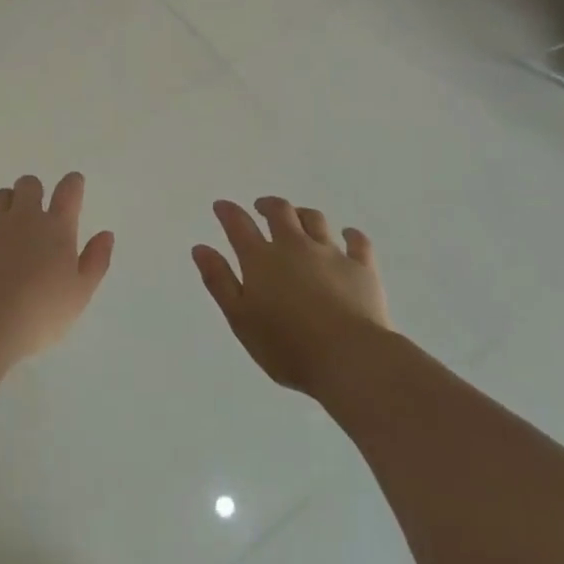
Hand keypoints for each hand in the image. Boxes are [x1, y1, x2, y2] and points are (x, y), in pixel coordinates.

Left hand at [0, 173, 114, 366]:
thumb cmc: (40, 314)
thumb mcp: (80, 294)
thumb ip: (96, 261)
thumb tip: (106, 234)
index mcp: (56, 229)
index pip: (68, 191)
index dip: (72, 183)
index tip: (74, 184)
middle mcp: (23, 218)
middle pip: (29, 184)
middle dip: (34, 191)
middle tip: (35, 211)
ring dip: (5, 203)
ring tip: (6, 223)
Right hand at [193, 196, 391, 396]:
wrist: (350, 358)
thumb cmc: (286, 346)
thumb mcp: (240, 319)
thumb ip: (219, 281)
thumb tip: (200, 248)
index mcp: (261, 259)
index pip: (239, 225)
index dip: (228, 212)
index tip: (221, 206)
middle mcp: (294, 247)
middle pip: (280, 212)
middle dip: (268, 205)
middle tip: (261, 207)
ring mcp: (331, 254)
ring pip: (315, 220)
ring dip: (303, 214)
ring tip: (298, 217)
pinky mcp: (362, 268)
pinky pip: (357, 242)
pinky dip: (351, 234)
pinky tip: (348, 234)